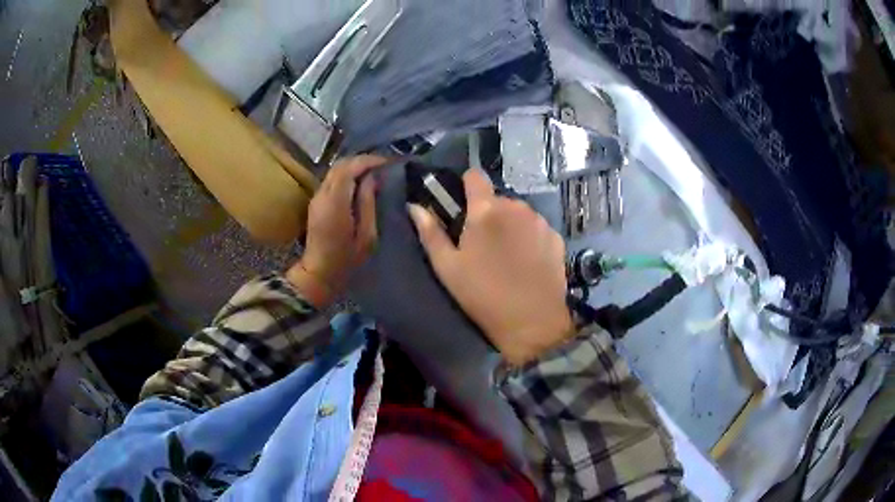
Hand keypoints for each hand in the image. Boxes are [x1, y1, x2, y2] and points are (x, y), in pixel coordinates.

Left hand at [287, 155, 386, 306]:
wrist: (318, 273)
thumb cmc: (346, 258)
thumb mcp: (367, 235)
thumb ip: (368, 203)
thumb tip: (373, 178)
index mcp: (336, 202)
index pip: (350, 168)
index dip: (369, 161)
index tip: (387, 162)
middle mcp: (322, 194)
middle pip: (340, 165)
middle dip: (362, 160)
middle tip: (382, 165)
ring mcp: (316, 197)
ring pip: (334, 170)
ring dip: (353, 167)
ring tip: (373, 172)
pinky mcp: (315, 202)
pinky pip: (331, 179)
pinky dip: (346, 175)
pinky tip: (359, 183)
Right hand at [408, 169, 573, 365]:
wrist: (533, 323)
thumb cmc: (483, 296)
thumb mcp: (448, 268)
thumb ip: (430, 233)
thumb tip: (415, 206)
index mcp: (486, 210)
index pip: (475, 176)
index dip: (467, 185)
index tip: (462, 205)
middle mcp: (516, 207)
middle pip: (497, 199)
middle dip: (488, 214)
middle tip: (482, 245)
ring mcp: (540, 221)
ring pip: (519, 212)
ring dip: (510, 225)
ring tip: (507, 256)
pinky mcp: (556, 237)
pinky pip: (537, 227)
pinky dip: (529, 237)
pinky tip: (527, 262)